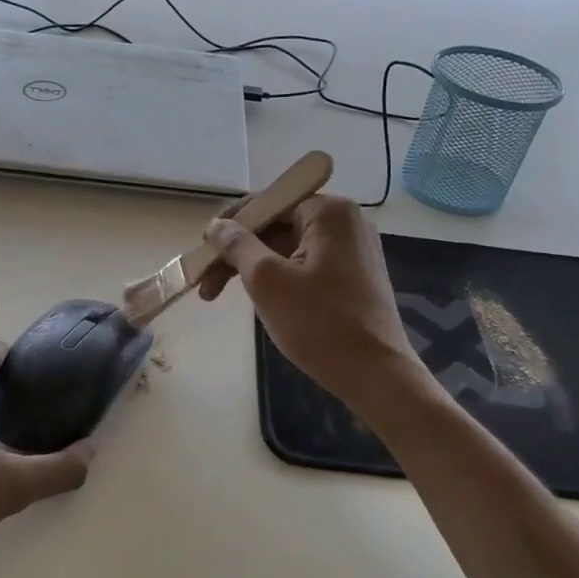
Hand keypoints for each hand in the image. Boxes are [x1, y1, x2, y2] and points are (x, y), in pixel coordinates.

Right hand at [197, 195, 427, 423]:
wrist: (375, 374)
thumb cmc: (319, 323)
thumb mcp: (267, 281)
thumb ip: (237, 246)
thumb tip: (217, 225)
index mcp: (329, 212)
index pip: (268, 203)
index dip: (230, 226)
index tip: (203, 252)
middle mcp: (346, 222)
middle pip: (277, 226)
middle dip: (238, 253)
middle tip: (206, 284)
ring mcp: (354, 250)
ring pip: (289, 249)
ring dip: (254, 269)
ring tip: (222, 297)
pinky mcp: (355, 277)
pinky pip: (307, 266)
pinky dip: (279, 278)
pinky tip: (260, 301)